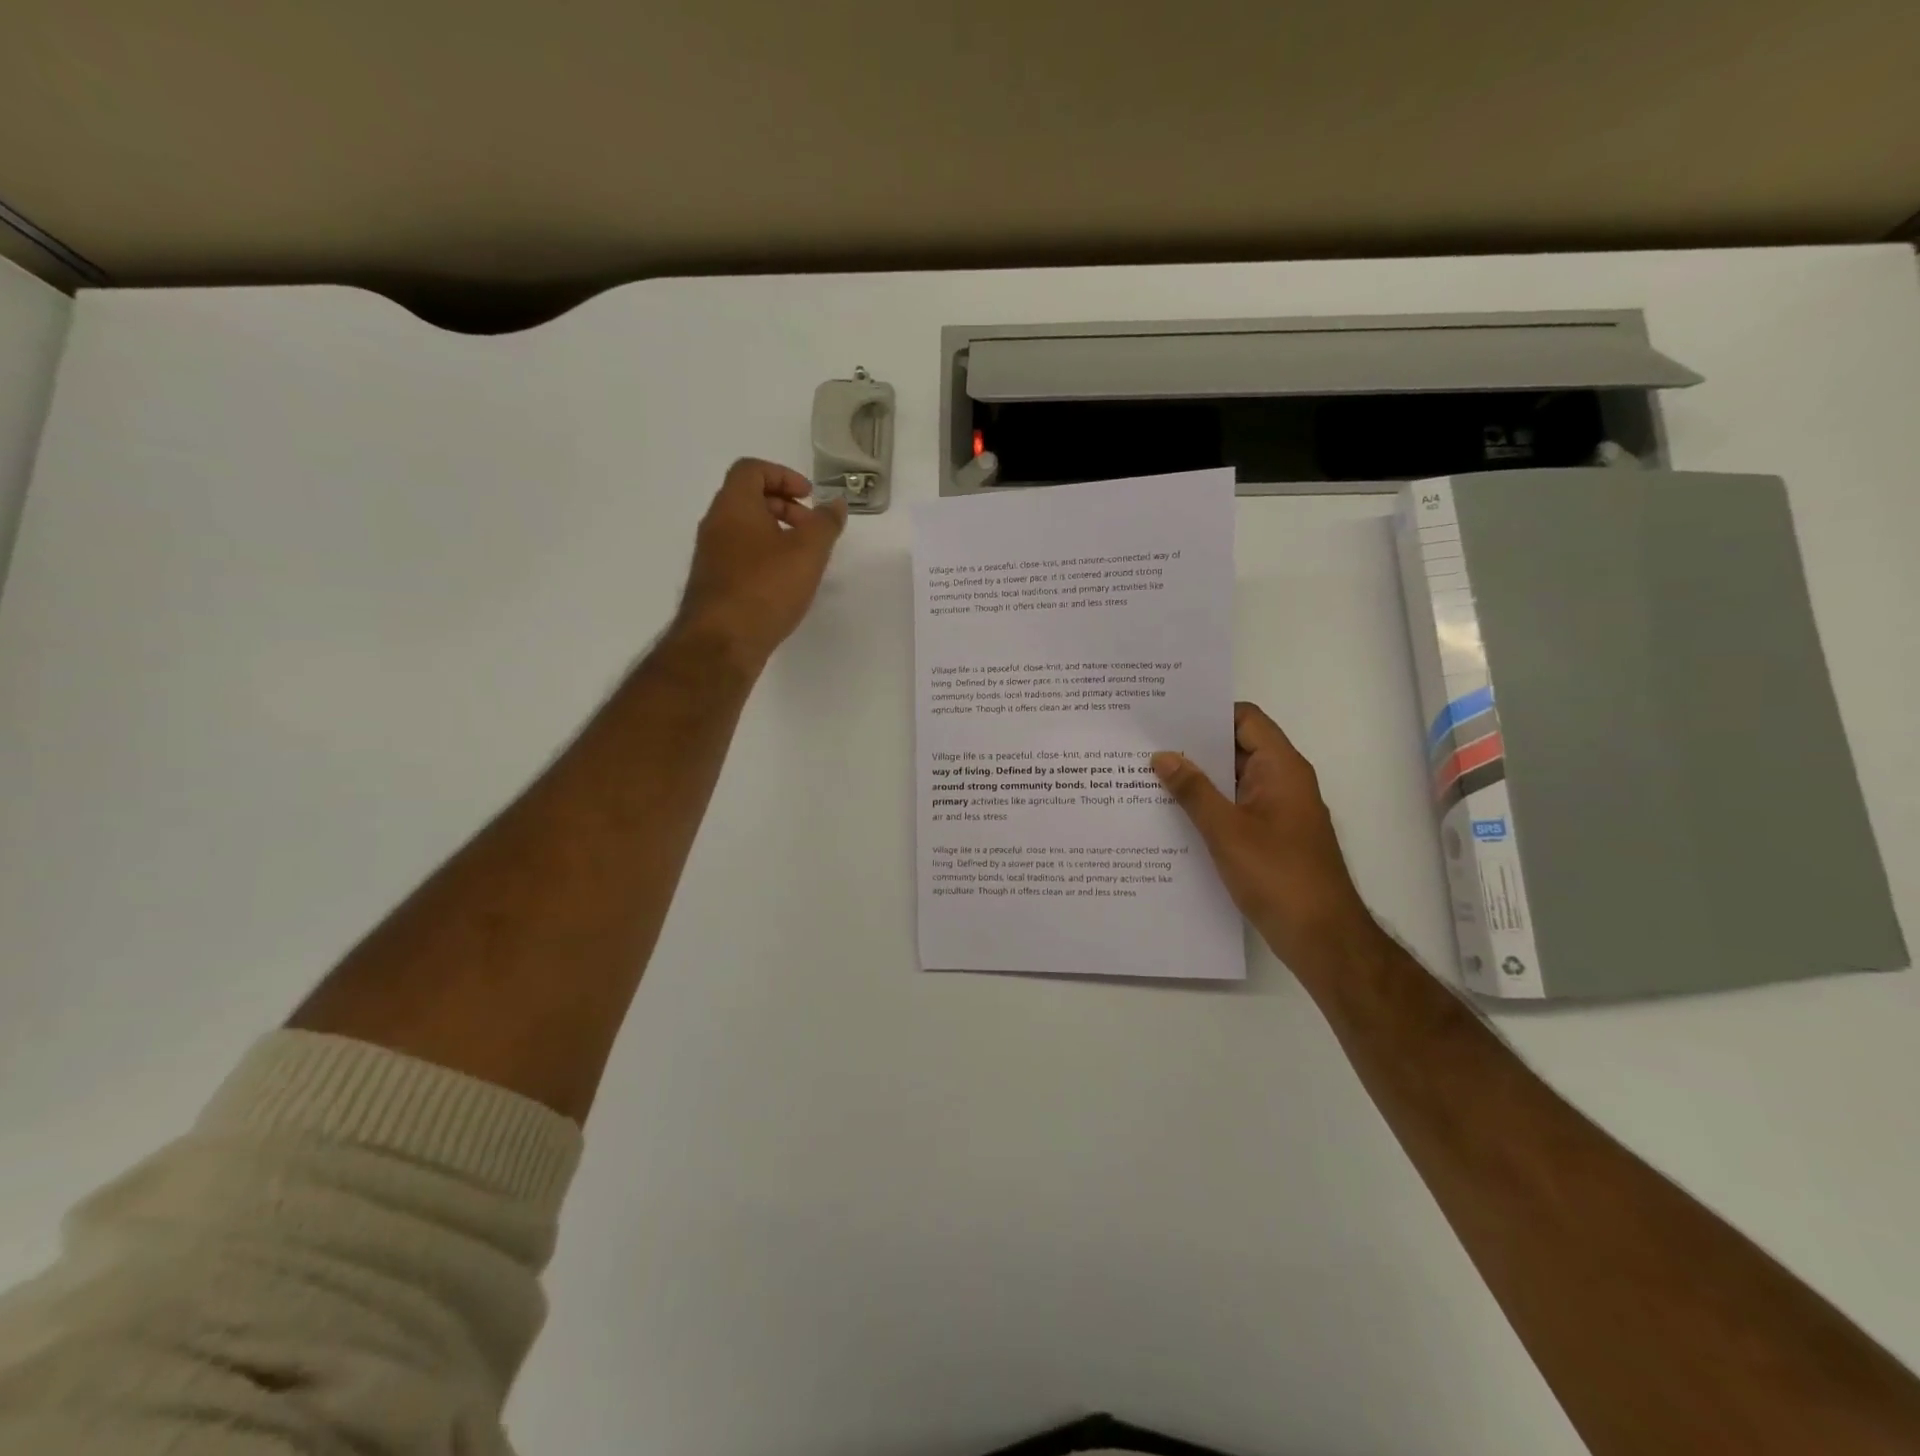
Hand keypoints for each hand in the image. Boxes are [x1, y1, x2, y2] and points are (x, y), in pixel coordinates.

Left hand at [676, 458, 847, 668]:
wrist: (722, 642)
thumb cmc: (766, 588)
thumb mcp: (808, 552)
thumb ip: (826, 524)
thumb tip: (836, 504)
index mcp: (734, 506)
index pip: (751, 469)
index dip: (783, 475)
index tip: (809, 496)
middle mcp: (716, 524)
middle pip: (747, 498)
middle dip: (783, 506)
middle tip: (811, 528)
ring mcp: (710, 556)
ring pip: (744, 530)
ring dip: (775, 534)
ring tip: (802, 559)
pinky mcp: (713, 584)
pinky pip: (740, 556)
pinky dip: (764, 557)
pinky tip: (784, 584)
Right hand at [1153, 702, 1376, 968]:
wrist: (1322, 936)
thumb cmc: (1278, 876)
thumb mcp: (1226, 831)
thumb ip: (1193, 791)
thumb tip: (1163, 756)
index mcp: (1281, 768)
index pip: (1245, 719)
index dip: (1208, 713)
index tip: (1167, 717)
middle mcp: (1282, 782)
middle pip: (1237, 748)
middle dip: (1195, 747)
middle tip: (1146, 745)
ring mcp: (1278, 810)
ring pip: (1233, 781)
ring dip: (1198, 780)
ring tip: (1149, 777)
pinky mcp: (1271, 836)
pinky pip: (1236, 808)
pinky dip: (1208, 806)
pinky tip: (1173, 816)